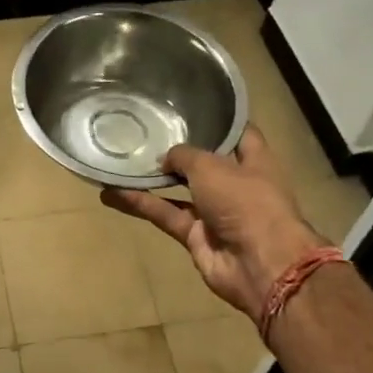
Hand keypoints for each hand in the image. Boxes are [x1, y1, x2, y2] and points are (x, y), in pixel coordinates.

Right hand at [100, 125, 327, 323]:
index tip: (190, 108)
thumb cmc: (246, 202)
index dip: (218, 121)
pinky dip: (141, 205)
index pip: (238, 134)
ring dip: (151, 179)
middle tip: (145, 132)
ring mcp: (216, 212)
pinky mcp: (196, 236)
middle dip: (177, 151)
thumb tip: (165, 158)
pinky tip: (112, 194)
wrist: (260, 264)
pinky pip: (165, 215)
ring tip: (120, 162)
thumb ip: (184, 156)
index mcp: (255, 161)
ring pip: (178, 190)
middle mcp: (236, 184)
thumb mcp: (211, 166)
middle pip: (203, 163)